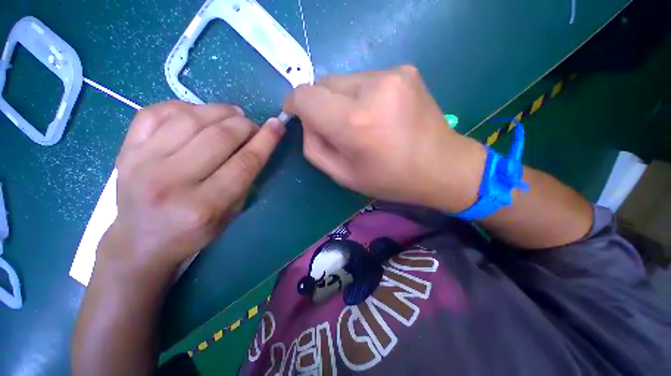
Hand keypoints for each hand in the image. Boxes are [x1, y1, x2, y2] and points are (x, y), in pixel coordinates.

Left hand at [100, 101, 285, 274]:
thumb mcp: (230, 215)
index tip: (277, 125)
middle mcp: (171, 182)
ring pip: (190, 118)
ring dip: (220, 111)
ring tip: (232, 115)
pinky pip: (156, 112)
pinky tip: (199, 113)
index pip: (244, 163)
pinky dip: (185, 106)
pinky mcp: (126, 150)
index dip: (265, 141)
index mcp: (203, 206)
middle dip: (245, 125)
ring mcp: (142, 163)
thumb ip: (245, 181)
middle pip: (219, 137)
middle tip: (252, 126)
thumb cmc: (192, 233)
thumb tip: (257, 145)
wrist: (139, 241)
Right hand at [284, 65, 485, 212]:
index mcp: (354, 123)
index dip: (295, 103)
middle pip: (324, 83)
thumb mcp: (342, 175)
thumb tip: (307, 121)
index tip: (297, 114)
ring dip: (342, 100)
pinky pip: (366, 79)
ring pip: (344, 80)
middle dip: (321, 104)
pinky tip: (379, 114)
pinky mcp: (405, 71)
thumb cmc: (389, 179)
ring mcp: (392, 75)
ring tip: (362, 123)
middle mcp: (372, 90)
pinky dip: (362, 95)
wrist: (441, 167)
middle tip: (337, 127)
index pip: (305, 96)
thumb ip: (313, 146)